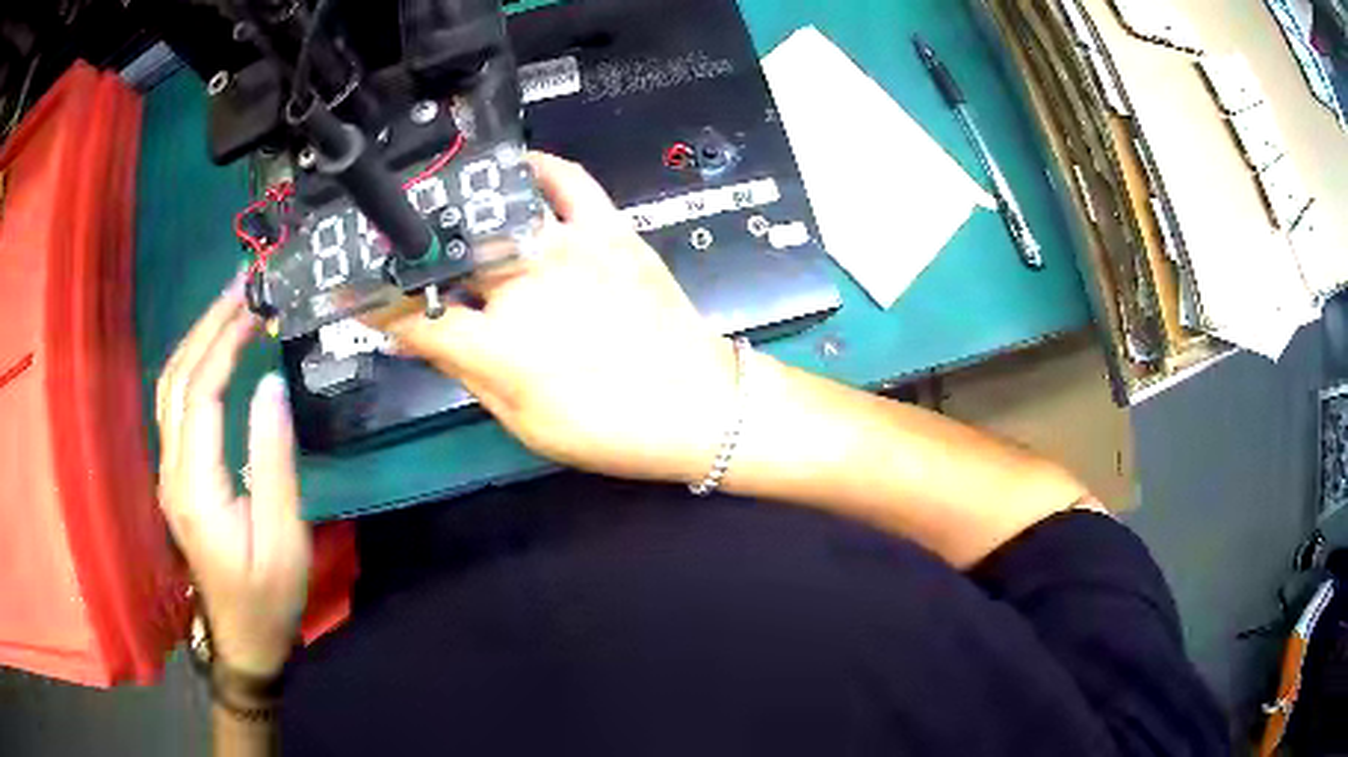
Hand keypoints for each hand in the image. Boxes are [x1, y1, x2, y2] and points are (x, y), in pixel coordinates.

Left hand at [156, 277, 310, 677]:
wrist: (242, 638)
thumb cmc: (268, 596)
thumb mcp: (283, 537)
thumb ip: (273, 461)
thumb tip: (271, 386)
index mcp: (195, 487)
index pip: (200, 393)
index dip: (225, 342)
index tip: (257, 305)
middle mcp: (172, 470)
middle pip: (177, 378)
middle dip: (207, 324)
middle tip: (243, 283)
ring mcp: (169, 472)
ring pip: (170, 387)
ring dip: (197, 338)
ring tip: (230, 303)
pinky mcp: (176, 475)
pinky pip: (175, 404)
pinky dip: (193, 364)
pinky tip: (213, 348)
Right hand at [385, 153, 737, 483]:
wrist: (699, 405)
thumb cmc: (608, 427)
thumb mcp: (523, 422)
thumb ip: (466, 373)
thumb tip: (418, 337)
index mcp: (498, 346)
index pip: (413, 316)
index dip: (372, 303)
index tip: (349, 289)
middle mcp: (524, 286)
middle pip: (448, 256)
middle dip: (414, 254)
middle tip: (398, 252)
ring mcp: (568, 248)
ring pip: (494, 214)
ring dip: (458, 211)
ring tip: (438, 207)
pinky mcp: (609, 229)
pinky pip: (568, 180)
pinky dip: (540, 166)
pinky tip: (517, 166)